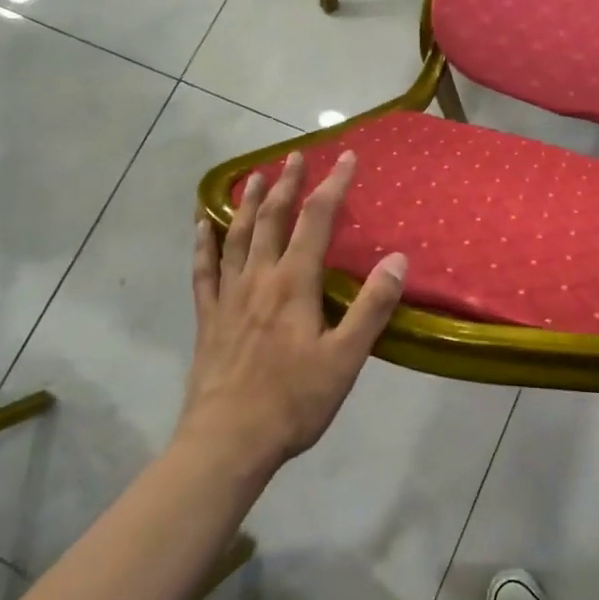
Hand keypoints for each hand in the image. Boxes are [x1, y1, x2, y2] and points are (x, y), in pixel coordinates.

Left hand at [181, 150, 407, 474]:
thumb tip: (397, 259)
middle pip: (273, 219)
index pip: (317, 220)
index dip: (333, 185)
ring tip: (256, 176)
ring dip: (249, 203)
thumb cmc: (293, 401)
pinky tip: (201, 225)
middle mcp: (258, 279)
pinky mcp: (208, 318)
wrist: (227, 443)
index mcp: (293, 284)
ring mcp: (228, 297)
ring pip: (237, 236)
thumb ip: (372, 306)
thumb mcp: (346, 357)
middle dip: (288, 184)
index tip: (346, 157)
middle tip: (296, 156)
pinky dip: (203, 243)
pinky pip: (204, 270)